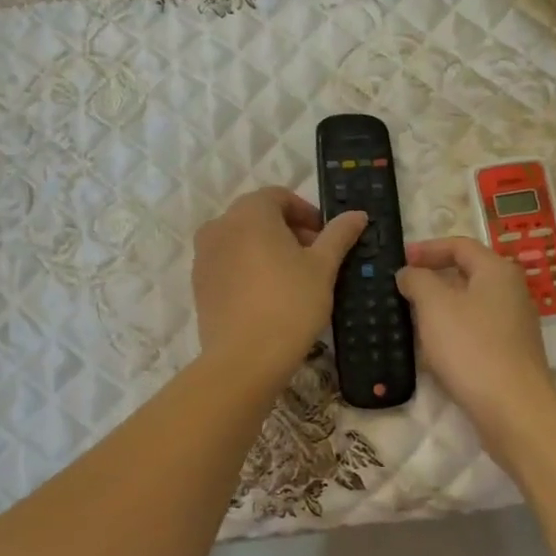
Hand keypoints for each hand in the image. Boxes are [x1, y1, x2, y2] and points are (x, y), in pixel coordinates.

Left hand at [193, 188, 367, 388]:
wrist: (244, 359)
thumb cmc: (290, 304)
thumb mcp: (323, 267)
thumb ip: (339, 235)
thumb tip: (357, 214)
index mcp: (250, 212)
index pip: (280, 196)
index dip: (307, 213)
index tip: (326, 237)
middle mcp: (220, 225)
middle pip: (259, 216)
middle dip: (289, 231)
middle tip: (315, 258)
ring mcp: (204, 255)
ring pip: (242, 240)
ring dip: (268, 249)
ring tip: (292, 279)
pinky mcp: (199, 283)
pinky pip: (228, 264)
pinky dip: (248, 268)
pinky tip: (268, 296)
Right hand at [397, 237, 555, 434]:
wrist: (512, 409)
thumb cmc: (471, 347)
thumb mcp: (434, 305)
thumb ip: (417, 280)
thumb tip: (409, 273)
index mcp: (497, 270)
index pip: (460, 245)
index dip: (427, 248)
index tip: (400, 260)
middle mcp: (511, 291)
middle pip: (467, 273)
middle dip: (432, 278)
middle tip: (402, 289)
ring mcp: (514, 324)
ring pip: (469, 304)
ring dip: (439, 308)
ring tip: (410, 319)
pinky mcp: (510, 353)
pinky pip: (475, 331)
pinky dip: (451, 332)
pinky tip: (432, 351)